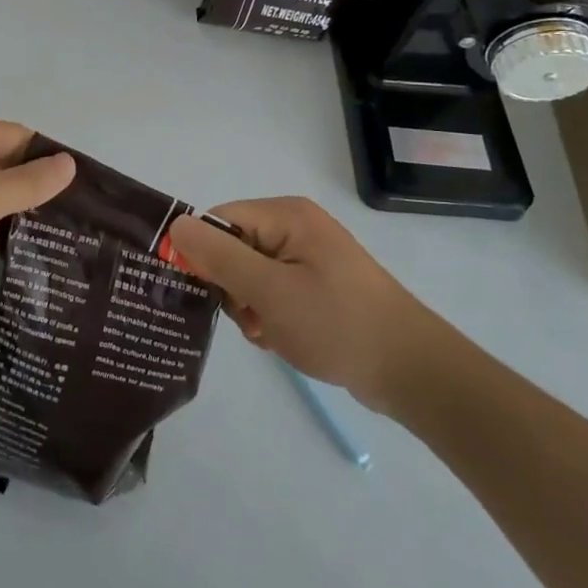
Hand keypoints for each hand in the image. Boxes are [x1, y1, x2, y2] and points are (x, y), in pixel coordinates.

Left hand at [0, 119, 75, 332]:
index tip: (84, 188)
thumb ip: (27, 182)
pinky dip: (0, 228)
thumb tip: (69, 163)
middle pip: (4, 162)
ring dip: (20, 210)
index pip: (14, 135)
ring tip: (65, 233)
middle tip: (81, 215)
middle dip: (36, 185)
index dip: (47, 157)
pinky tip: (30, 247)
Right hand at [166, 198, 447, 413]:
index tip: (207, 293)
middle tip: (253, 318)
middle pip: (233, 248)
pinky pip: (272, 292)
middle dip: (233, 288)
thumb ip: (219, 257)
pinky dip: (269, 316)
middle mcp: (295, 228)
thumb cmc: (338, 324)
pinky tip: (283, 338)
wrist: (412, 372)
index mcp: (286, 216)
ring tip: (271, 332)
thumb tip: (176, 225)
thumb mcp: (270, 291)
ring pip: (249, 276)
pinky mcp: (316, 286)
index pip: (220, 221)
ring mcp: (308, 258)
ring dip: (250, 308)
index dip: (204, 255)